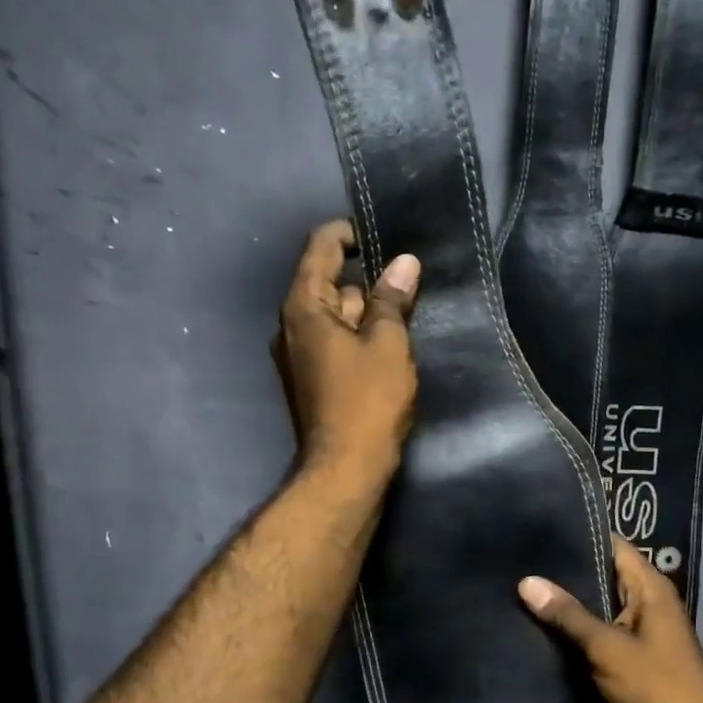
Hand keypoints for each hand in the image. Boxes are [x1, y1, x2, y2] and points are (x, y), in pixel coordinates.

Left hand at [275, 220, 419, 480]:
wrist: (346, 468)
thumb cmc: (368, 400)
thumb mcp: (388, 344)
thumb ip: (392, 300)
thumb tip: (403, 263)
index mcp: (304, 307)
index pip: (321, 248)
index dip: (350, 234)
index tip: (384, 238)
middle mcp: (293, 326)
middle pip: (330, 284)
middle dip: (368, 280)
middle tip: (409, 282)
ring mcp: (300, 356)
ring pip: (337, 317)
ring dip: (368, 313)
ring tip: (408, 315)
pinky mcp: (314, 381)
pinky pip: (337, 344)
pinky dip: (361, 338)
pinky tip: (391, 349)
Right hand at [519, 537, 702, 702]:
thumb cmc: (654, 686)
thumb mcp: (606, 647)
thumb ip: (568, 614)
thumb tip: (527, 581)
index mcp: (651, 588)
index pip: (613, 545)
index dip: (580, 537)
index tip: (540, 533)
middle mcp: (650, 602)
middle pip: (605, 576)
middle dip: (567, 574)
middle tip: (521, 565)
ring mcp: (644, 631)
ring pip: (601, 607)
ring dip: (571, 606)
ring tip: (524, 593)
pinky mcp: (636, 658)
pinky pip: (604, 633)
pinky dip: (580, 632)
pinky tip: (546, 632)